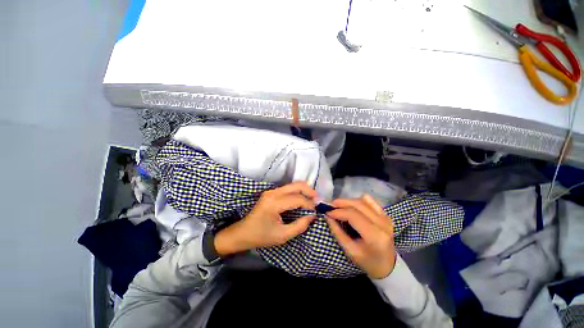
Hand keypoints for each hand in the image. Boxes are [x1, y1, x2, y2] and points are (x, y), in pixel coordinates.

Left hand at [214, 182, 316, 256]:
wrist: (242, 233)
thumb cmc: (261, 236)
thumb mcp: (282, 236)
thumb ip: (299, 226)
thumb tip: (312, 216)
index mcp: (274, 203)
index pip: (297, 199)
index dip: (309, 204)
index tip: (317, 211)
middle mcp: (273, 193)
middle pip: (296, 185)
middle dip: (310, 191)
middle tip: (318, 201)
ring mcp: (271, 191)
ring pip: (293, 185)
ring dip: (304, 191)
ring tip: (312, 201)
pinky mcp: (271, 193)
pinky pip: (288, 189)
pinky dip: (298, 192)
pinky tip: (302, 200)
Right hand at [326, 194, 395, 278]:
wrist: (387, 265)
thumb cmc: (367, 261)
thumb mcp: (349, 250)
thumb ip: (337, 232)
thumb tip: (327, 216)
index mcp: (375, 235)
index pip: (353, 215)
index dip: (338, 212)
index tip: (327, 212)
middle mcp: (382, 223)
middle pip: (358, 204)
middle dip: (341, 203)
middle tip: (330, 206)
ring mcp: (386, 217)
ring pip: (363, 200)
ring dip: (349, 201)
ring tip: (340, 207)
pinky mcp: (386, 214)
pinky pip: (370, 200)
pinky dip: (358, 201)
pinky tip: (353, 207)